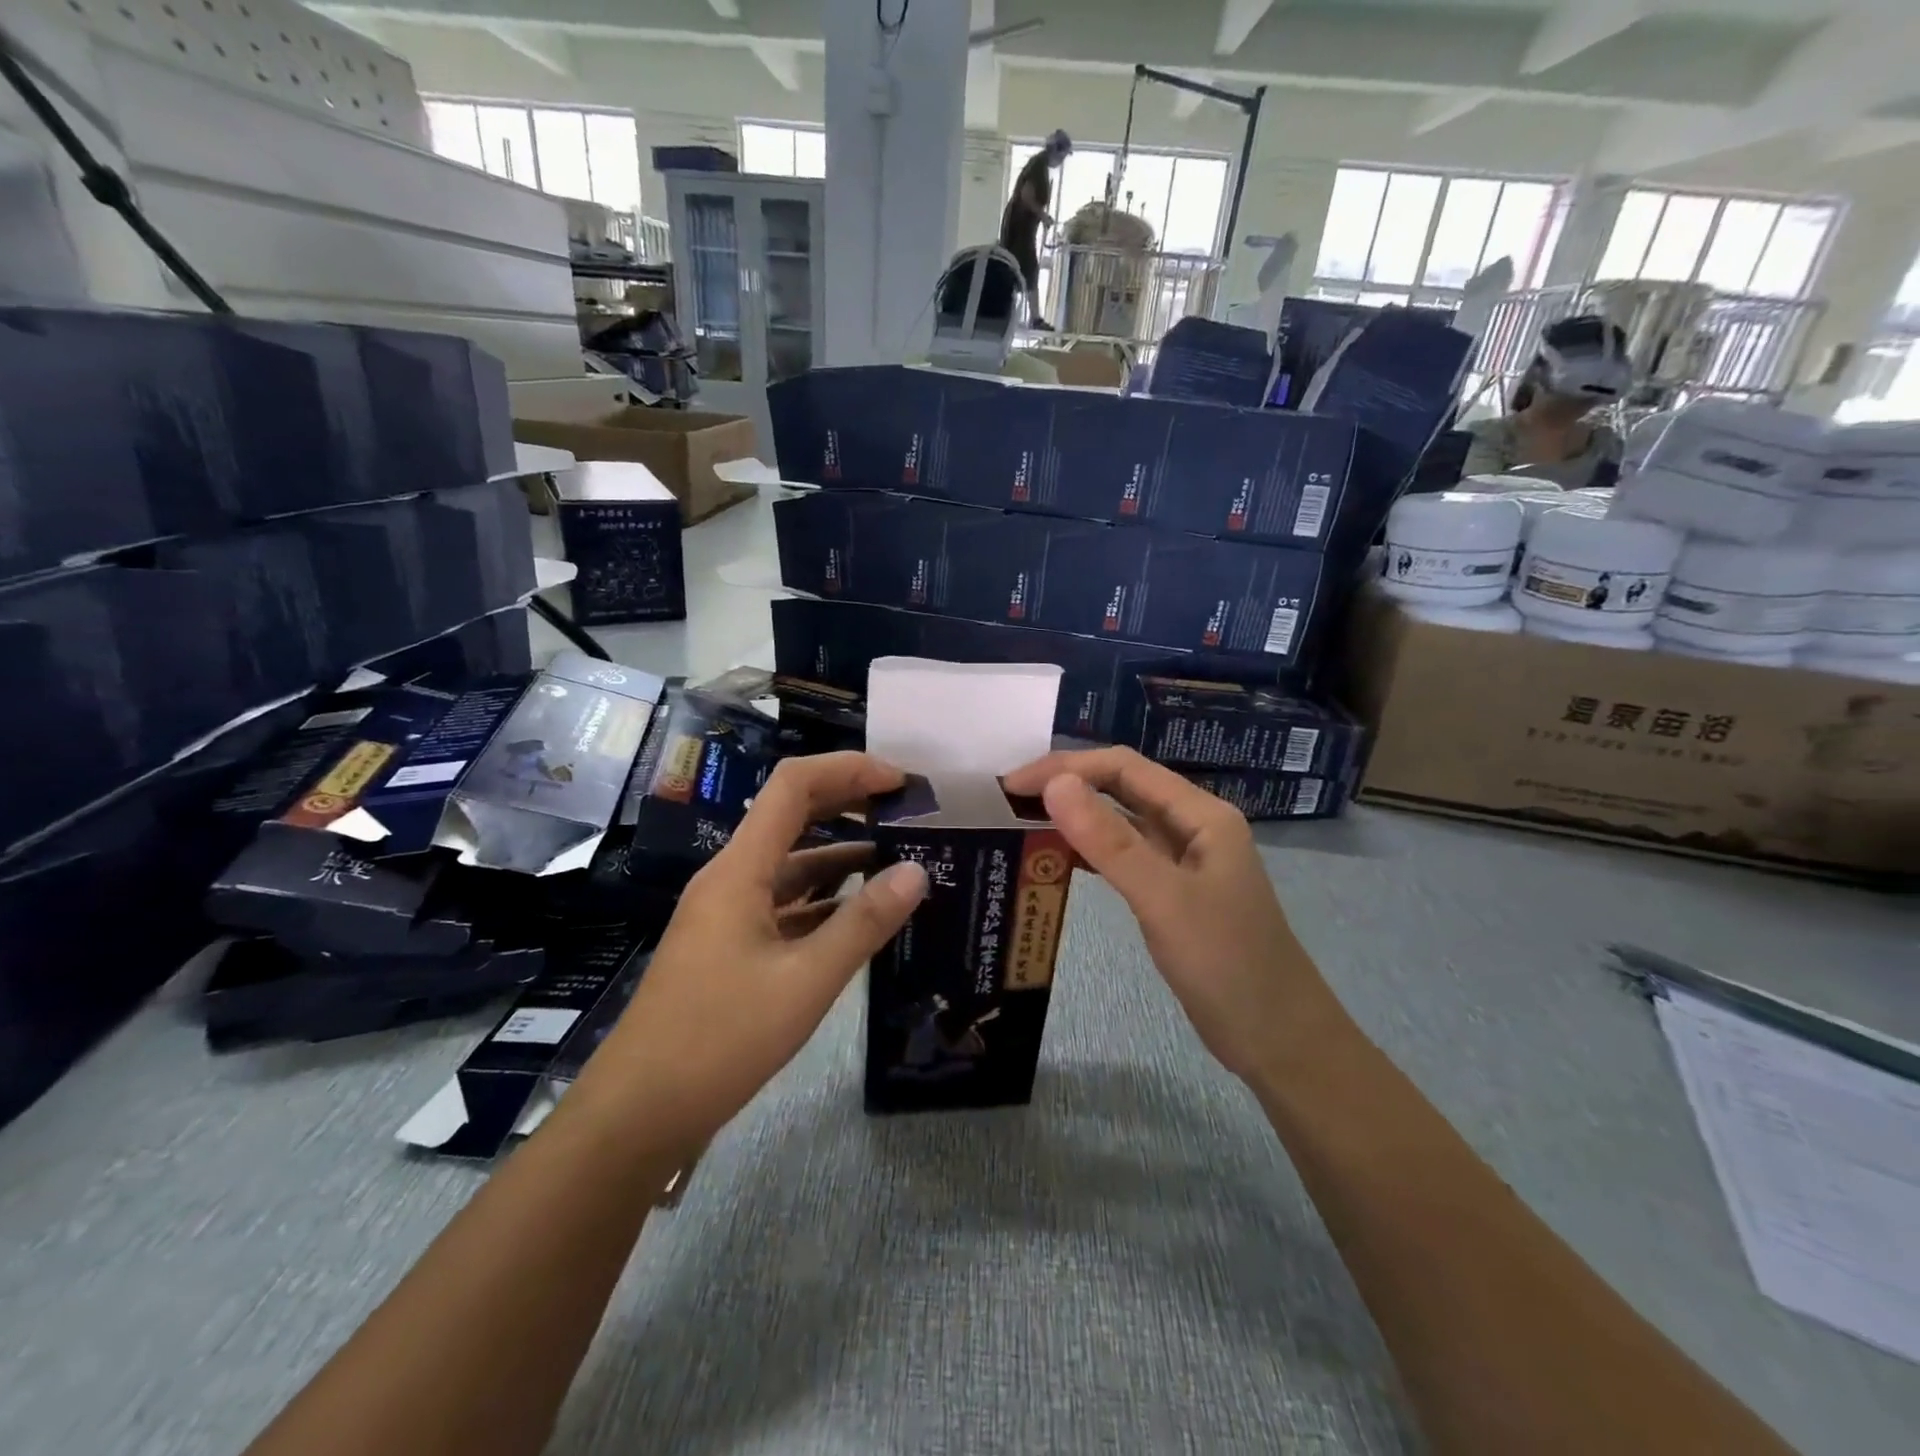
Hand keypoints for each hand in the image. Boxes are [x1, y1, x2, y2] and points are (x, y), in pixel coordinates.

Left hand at [576, 753, 928, 1145]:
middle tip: (908, 810)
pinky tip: (863, 914)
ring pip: (792, 864)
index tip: (899, 781)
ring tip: (900, 859)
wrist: (640, 1113)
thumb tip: (918, 870)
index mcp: (740, 870)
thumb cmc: (720, 1039)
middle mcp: (732, 878)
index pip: (793, 786)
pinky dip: (826, 899)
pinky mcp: (732, 946)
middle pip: (792, 815)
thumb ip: (864, 923)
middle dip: (849, 803)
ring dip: (842, 854)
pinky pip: (786, 904)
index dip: (847, 769)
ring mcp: (729, 913)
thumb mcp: (806, 981)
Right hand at [1004, 748, 1326, 1083]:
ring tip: (1022, 823)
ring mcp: (1183, 861)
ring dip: (1075, 817)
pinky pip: (1123, 857)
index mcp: (1200, 814)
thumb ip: (1109, 842)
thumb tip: (1055, 784)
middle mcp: (1192, 826)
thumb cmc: (1227, 965)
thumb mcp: (1163, 899)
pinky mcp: (1172, 892)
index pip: (1124, 767)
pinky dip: (1089, 853)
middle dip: (1067, 786)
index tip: (1013, 785)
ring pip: (1121, 822)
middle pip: (1121, 788)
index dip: (1066, 767)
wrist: (1277, 1040)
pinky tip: (1056, 861)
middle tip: (1008, 801)